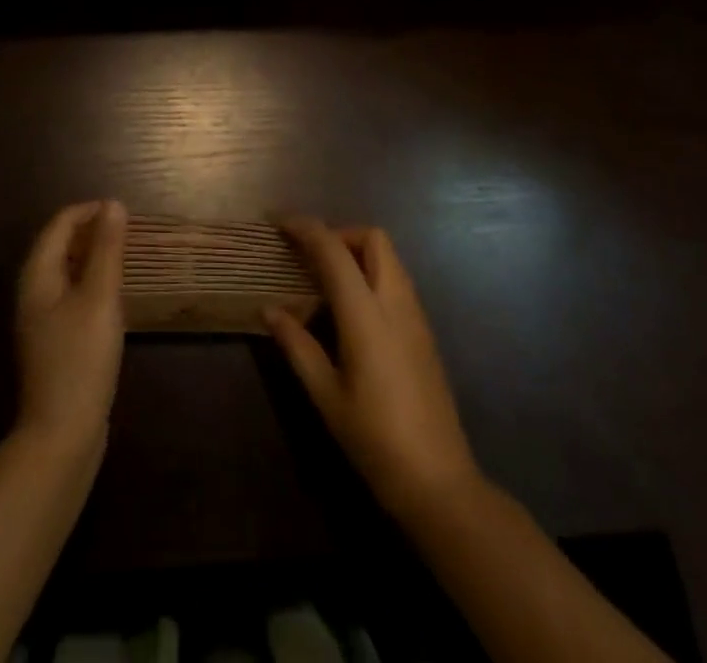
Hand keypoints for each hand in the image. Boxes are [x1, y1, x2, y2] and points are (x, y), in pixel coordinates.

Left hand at [15, 200, 126, 454]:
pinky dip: (91, 283)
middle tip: (129, 233)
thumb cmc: (81, 358)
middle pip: (59, 245)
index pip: (59, 224)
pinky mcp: (53, 340)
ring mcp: (41, 318)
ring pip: (66, 270)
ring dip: (93, 257)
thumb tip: (113, 205)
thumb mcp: (100, 298)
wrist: (62, 434)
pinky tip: (113, 296)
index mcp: (37, 275)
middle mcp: (33, 291)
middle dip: (92, 232)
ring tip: (126, 257)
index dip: (90, 211)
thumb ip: (107, 250)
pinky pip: (71, 294)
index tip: (124, 213)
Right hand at [266, 217, 480, 518]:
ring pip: (389, 257)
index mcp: (366, 314)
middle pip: (373, 239)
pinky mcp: (424, 331)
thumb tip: (268, 309)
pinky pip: (397, 281)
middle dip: (340, 234)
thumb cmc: (374, 439)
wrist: (439, 481)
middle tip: (310, 255)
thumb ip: (297, 345)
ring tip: (325, 280)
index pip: (335, 251)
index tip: (281, 225)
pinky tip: (351, 308)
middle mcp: (395, 303)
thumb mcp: (325, 394)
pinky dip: (371, 274)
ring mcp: (416, 316)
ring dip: (357, 252)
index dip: (306, 229)